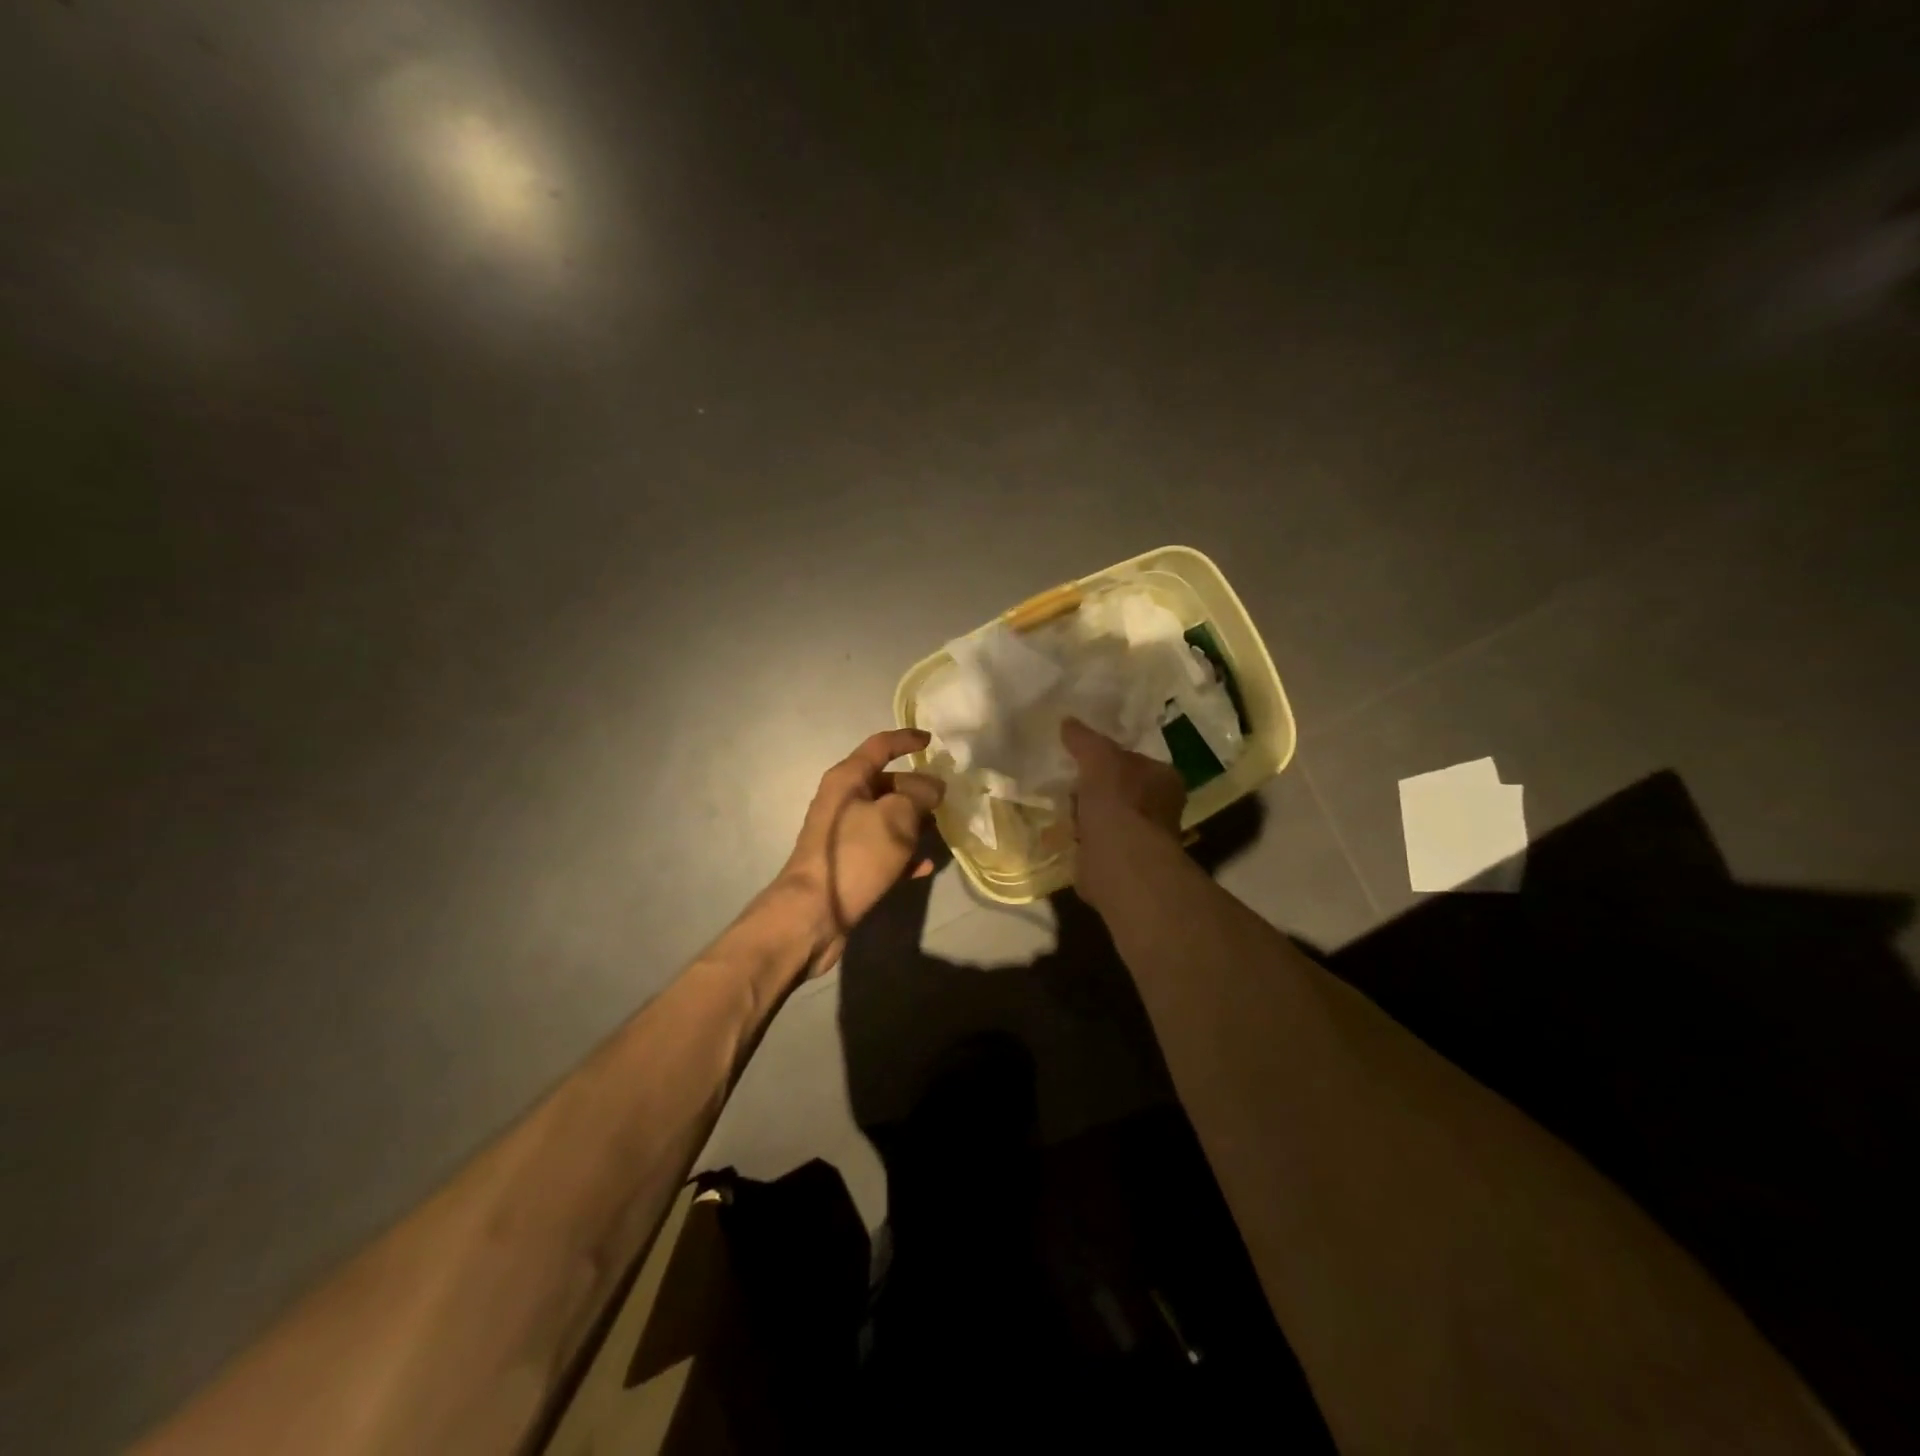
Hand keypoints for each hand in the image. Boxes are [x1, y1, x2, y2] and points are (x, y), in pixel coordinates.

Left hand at [782, 728, 944, 973]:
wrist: (814, 913)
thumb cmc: (855, 854)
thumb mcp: (895, 817)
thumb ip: (919, 795)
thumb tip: (932, 788)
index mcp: (847, 779)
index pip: (879, 746)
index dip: (906, 740)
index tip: (932, 741)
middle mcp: (843, 801)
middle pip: (886, 784)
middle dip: (918, 788)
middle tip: (949, 797)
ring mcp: (845, 835)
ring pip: (887, 818)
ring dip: (915, 822)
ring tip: (944, 829)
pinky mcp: (850, 864)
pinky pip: (884, 850)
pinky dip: (905, 854)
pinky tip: (926, 865)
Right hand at [1061, 716, 1186, 911]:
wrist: (1120, 861)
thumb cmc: (1118, 802)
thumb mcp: (1099, 757)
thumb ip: (1084, 739)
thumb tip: (1067, 722)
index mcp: (1165, 778)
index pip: (1135, 760)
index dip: (1109, 758)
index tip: (1083, 760)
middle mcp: (1161, 809)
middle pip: (1120, 790)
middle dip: (1094, 789)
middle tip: (1068, 784)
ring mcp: (1142, 839)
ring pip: (1108, 818)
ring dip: (1086, 816)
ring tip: (1062, 810)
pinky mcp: (1122, 863)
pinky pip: (1096, 843)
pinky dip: (1081, 840)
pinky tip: (1064, 834)